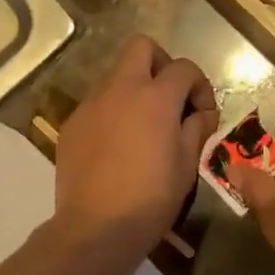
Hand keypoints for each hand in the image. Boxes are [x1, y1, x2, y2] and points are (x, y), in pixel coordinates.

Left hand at [54, 35, 217, 257]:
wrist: (96, 228)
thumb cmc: (151, 199)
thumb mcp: (186, 165)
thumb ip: (196, 129)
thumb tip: (200, 114)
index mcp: (154, 97)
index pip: (183, 67)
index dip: (200, 85)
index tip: (202, 113)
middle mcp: (119, 89)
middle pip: (141, 47)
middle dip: (161, 63)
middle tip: (169, 98)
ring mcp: (90, 105)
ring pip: (115, 76)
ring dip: (134, 89)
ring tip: (142, 127)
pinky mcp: (71, 124)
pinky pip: (96, 105)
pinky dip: (112, 113)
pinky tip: (116, 146)